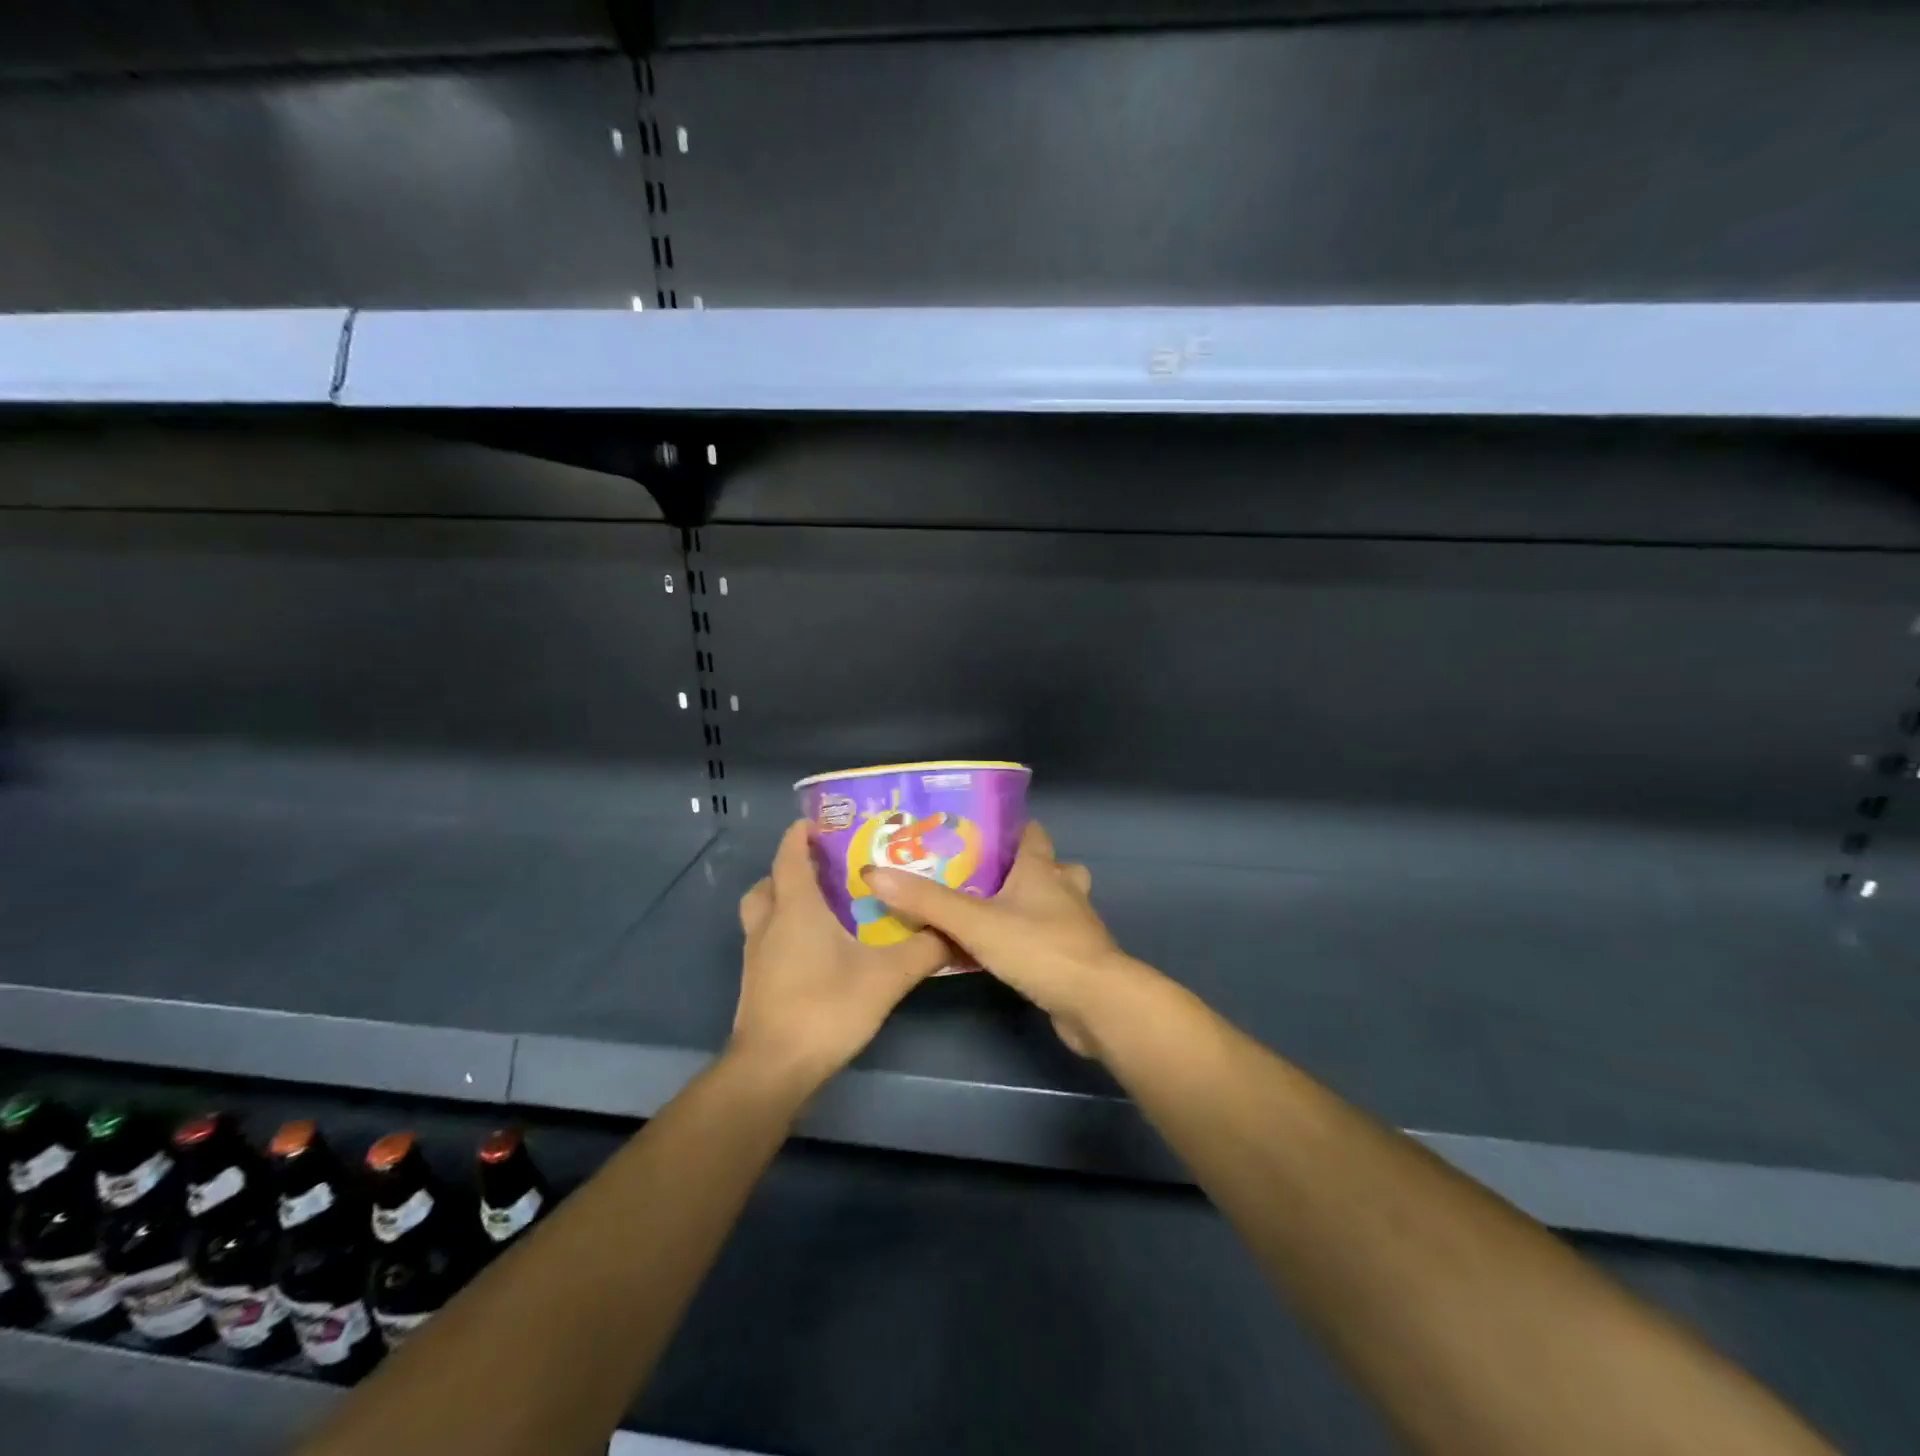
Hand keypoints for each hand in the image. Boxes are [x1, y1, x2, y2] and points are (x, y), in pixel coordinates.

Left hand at [731, 819, 949, 1087]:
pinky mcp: (756, 981)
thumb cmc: (826, 1008)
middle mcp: (769, 923)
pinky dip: (784, 931)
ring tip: (823, 905)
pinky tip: (817, 949)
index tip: (823, 820)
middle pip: (770, 881)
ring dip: (784, 899)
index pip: (790, 854)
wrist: (773, 1070)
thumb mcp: (887, 977)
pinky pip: (766, 939)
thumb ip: (925, 949)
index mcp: (795, 908)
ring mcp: (756, 954)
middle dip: (792, 868)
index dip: (801, 833)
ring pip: (762, 911)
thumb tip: (957, 927)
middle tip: (827, 867)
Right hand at [862, 821, 1141, 1055]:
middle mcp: (1062, 889)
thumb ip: (927, 901)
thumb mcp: (975, 922)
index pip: (1031, 832)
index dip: (1008, 827)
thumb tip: (874, 873)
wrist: (1095, 1003)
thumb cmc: (1039, 947)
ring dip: (1026, 903)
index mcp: (1042, 869)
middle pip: (1045, 866)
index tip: (976, 829)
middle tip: (976, 875)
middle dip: (1016, 867)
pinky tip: (1001, 952)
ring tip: (987, 911)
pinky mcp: (1072, 957)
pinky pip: (1047, 937)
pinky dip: (1028, 937)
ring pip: (1050, 902)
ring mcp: (1073, 925)